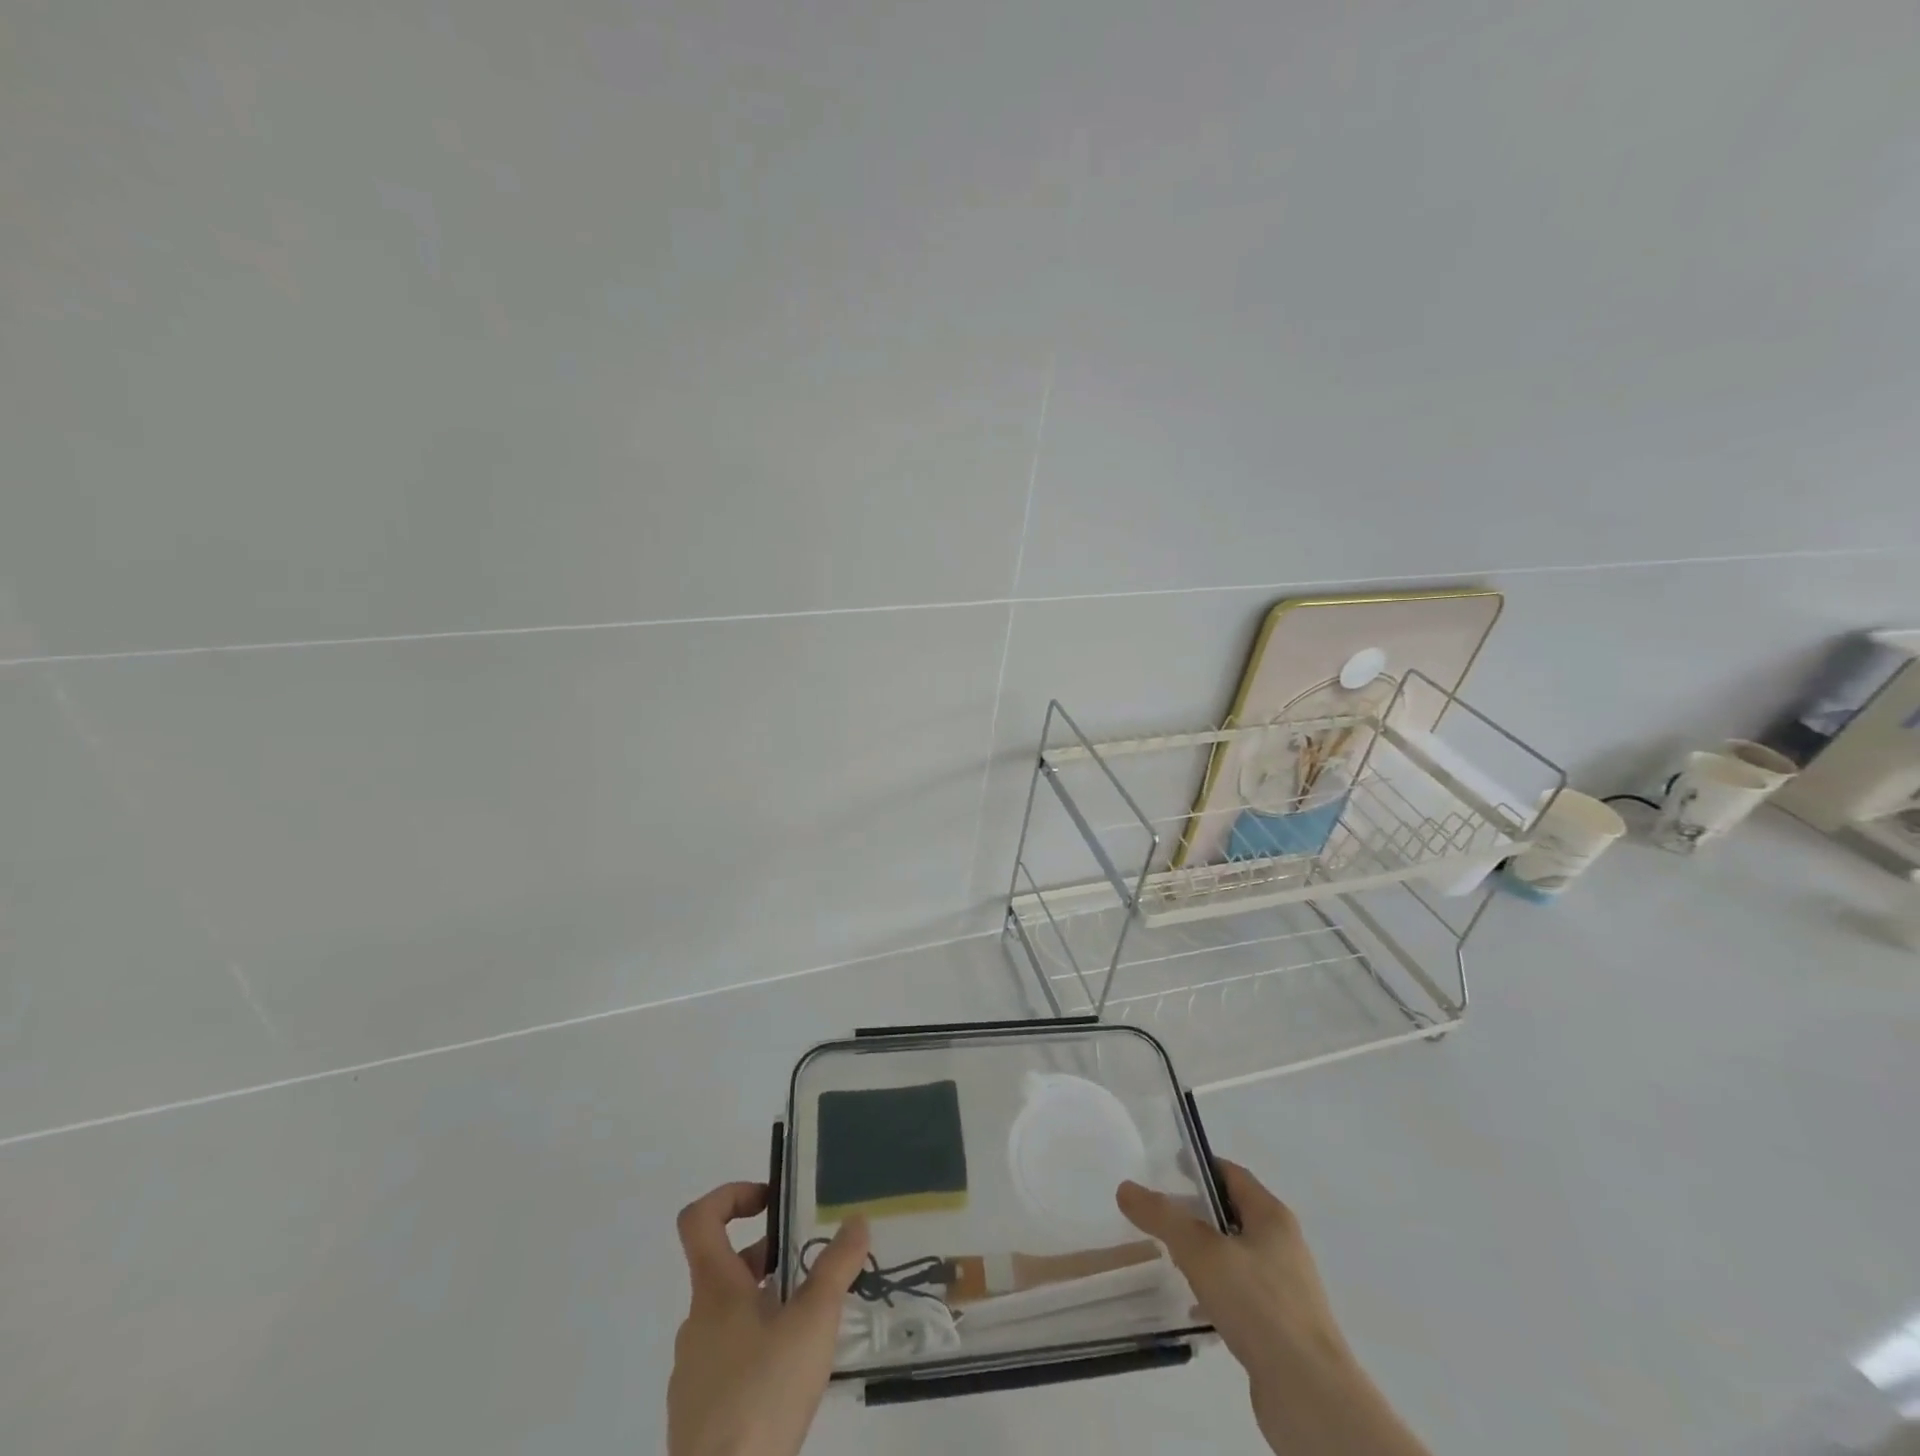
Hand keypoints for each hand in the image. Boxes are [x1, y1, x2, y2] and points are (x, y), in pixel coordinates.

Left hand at [667, 1182, 869, 1455]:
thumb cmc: (764, 1391)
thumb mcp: (813, 1320)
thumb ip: (836, 1266)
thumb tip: (857, 1219)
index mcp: (715, 1289)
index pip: (699, 1218)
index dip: (730, 1195)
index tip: (770, 1202)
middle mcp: (696, 1321)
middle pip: (725, 1268)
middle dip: (767, 1259)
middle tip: (810, 1269)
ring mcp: (692, 1370)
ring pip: (728, 1317)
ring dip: (765, 1307)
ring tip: (809, 1325)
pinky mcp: (697, 1413)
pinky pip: (726, 1361)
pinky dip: (755, 1352)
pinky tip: (788, 1377)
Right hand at [1118, 1161, 1429, 1455]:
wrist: (1310, 1396)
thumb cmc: (1259, 1306)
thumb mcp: (1201, 1252)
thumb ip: (1162, 1217)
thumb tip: (1126, 1188)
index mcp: (1272, 1217)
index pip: (1232, 1175)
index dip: (1201, 1166)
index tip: (1168, 1167)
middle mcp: (1282, 1246)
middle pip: (1232, 1214)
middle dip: (1196, 1212)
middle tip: (1159, 1214)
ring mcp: (1284, 1289)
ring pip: (1235, 1256)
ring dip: (1204, 1254)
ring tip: (1169, 1259)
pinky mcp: (1280, 1328)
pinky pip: (1240, 1295)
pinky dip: (1214, 1291)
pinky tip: (1192, 1304)